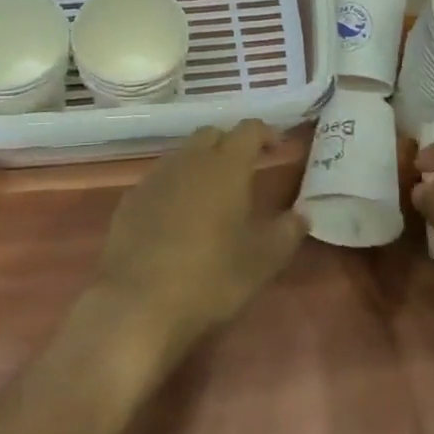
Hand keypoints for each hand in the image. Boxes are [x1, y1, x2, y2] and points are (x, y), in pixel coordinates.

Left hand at [94, 121, 307, 359]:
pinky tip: (177, 218)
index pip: (248, 130)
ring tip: (211, 195)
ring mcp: (156, 178)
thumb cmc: (211, 277)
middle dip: (230, 144)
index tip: (276, 147)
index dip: (265, 133)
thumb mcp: (263, 261)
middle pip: (212, 135)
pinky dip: (174, 188)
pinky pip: (159, 181)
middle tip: (244, 170)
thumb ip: (288, 231)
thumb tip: (302, 214)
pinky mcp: (131, 200)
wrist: (138, 304)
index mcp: (226, 166)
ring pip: (183, 156)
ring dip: (200, 165)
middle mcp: (190, 160)